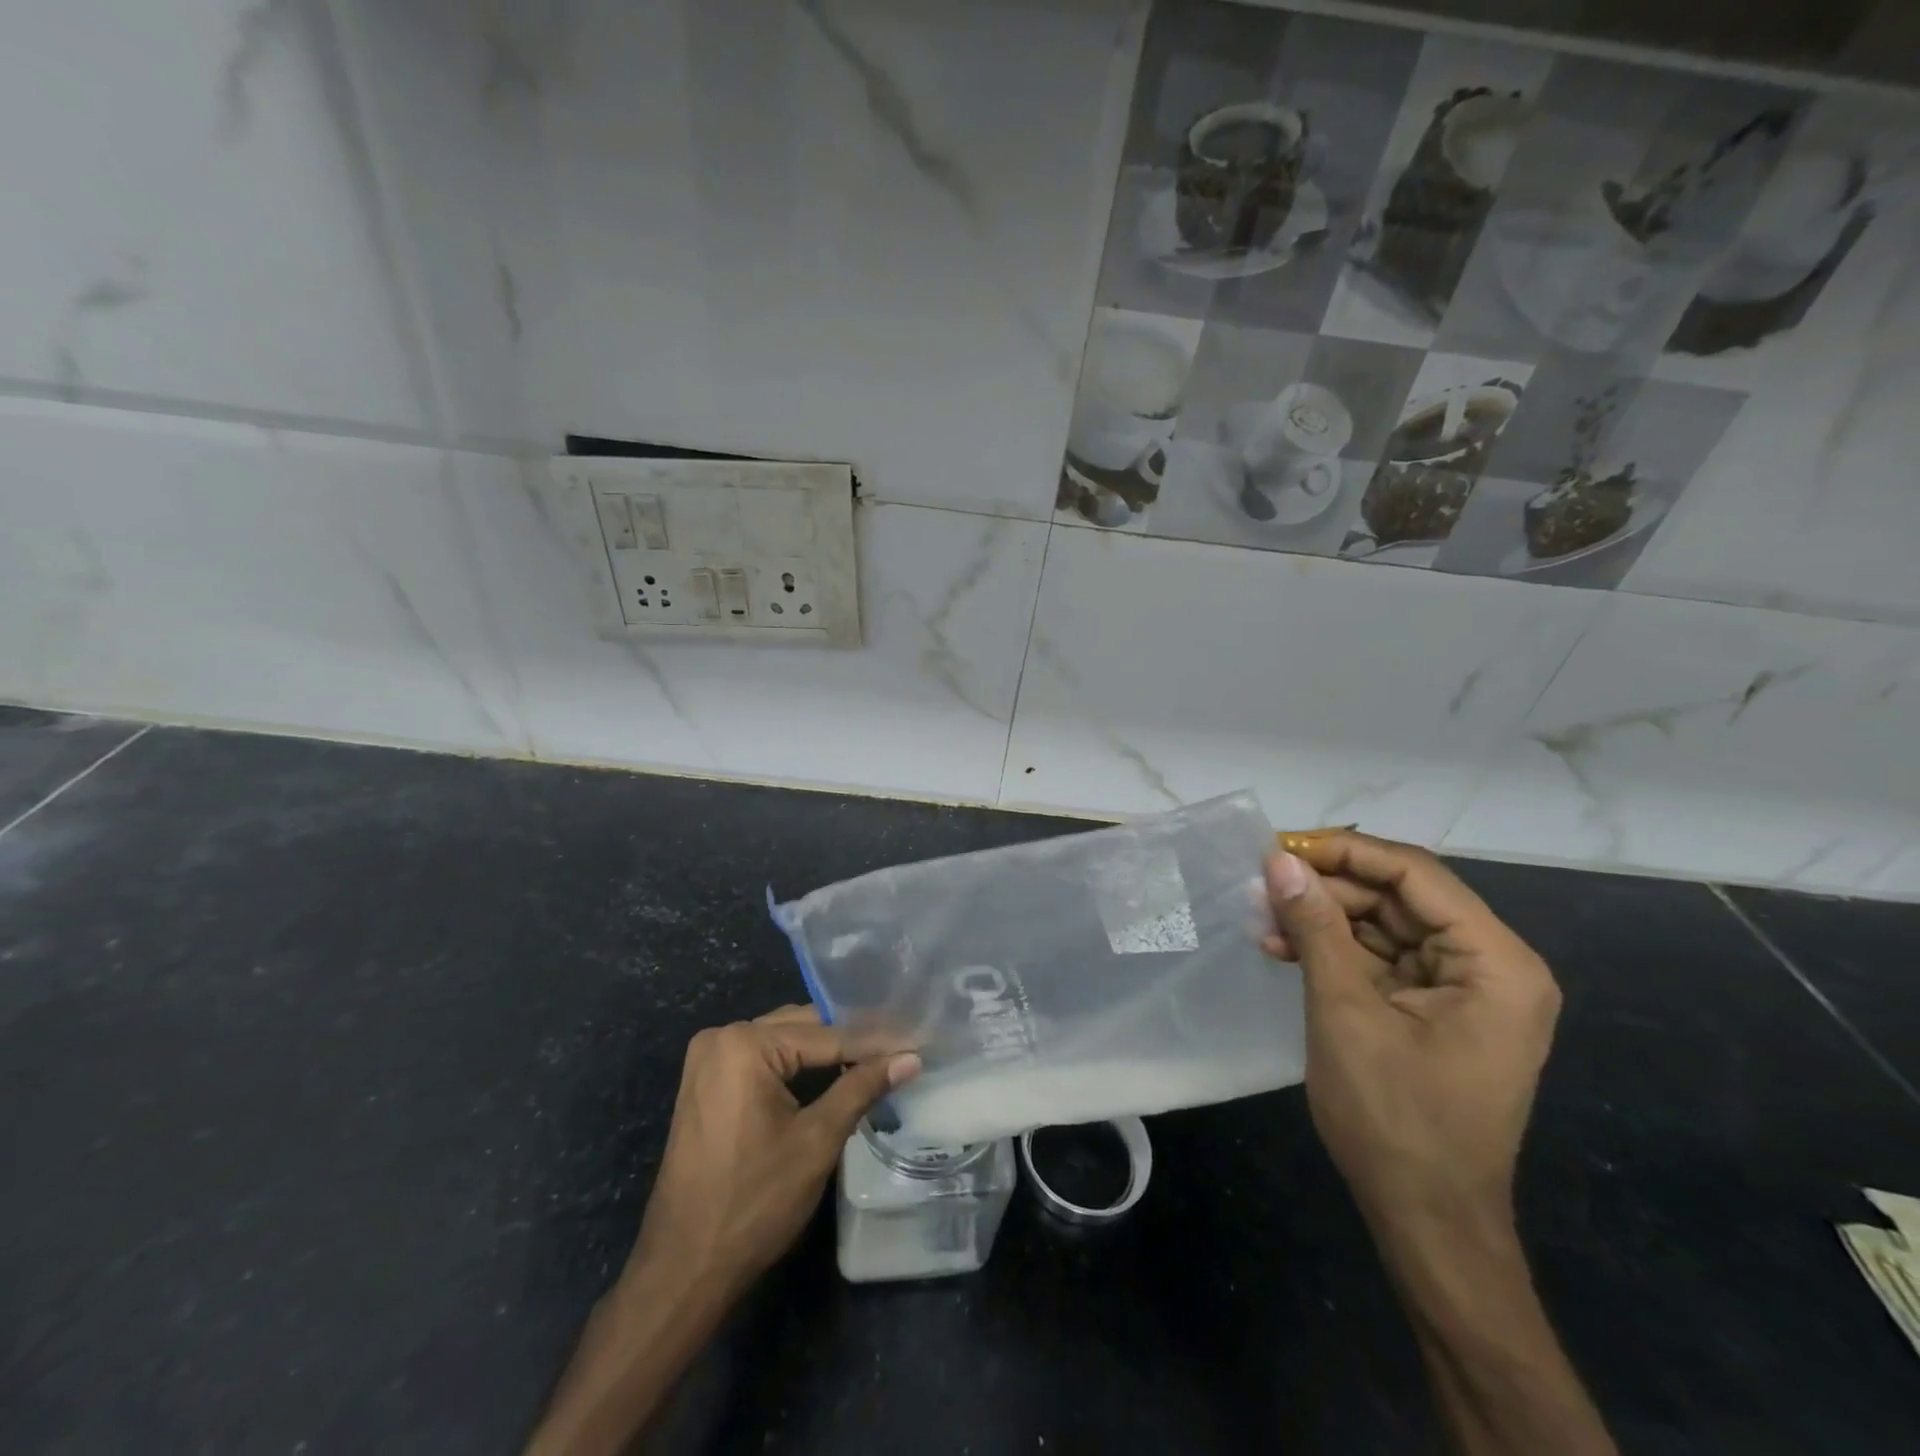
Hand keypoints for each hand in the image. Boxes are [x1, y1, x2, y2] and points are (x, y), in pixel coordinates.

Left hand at [624, 1005, 919, 1300]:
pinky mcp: (707, 1082)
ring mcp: (709, 1059)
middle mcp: (722, 1037)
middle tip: (899, 1048)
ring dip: (825, 1054)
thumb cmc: (753, 1203)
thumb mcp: (816, 1141)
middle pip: (801, 1029)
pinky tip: (833, 1075)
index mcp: (744, 1044)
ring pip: (783, 1042)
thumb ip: (861, 1088)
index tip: (914, 1043)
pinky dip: (796, 1068)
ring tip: (876, 1059)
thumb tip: (910, 1058)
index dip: (873, 1043)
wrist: (683, 1268)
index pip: (824, 1035)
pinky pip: (763, 1060)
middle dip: (849, 1042)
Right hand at [1261, 830, 1559, 1233]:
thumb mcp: (1345, 1012)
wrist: (1426, 1220)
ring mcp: (1463, 990)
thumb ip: (1315, 928)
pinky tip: (1282, 949)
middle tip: (1262, 887)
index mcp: (1495, 962)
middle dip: (1327, 890)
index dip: (1346, 852)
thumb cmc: (1395, 1118)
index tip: (1281, 847)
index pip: (1416, 874)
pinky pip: (1381, 959)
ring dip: (1323, 920)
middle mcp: (1490, 966)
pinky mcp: (1435, 1009)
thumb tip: (1278, 862)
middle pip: (1399, 897)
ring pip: (1384, 925)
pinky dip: (1333, 951)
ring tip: (1262, 919)